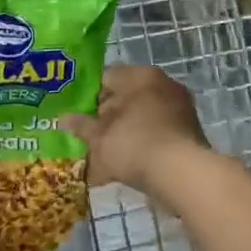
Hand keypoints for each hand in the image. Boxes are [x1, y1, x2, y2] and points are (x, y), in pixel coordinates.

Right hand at [59, 64, 208, 196]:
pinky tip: (126, 163)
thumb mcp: (98, 137)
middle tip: (89, 135)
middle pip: (126, 97)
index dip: (87, 96)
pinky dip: (141, 144)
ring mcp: (180, 108)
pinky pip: (156, 133)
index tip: (76, 115)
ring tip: (105, 153)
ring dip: (124, 131)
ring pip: (141, 116)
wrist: (181, 174)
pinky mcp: (189, 131)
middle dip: (107, 116)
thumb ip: (80, 125)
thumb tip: (62, 119)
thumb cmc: (133, 144)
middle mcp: (163, 84)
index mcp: (139, 75)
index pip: (106, 77)